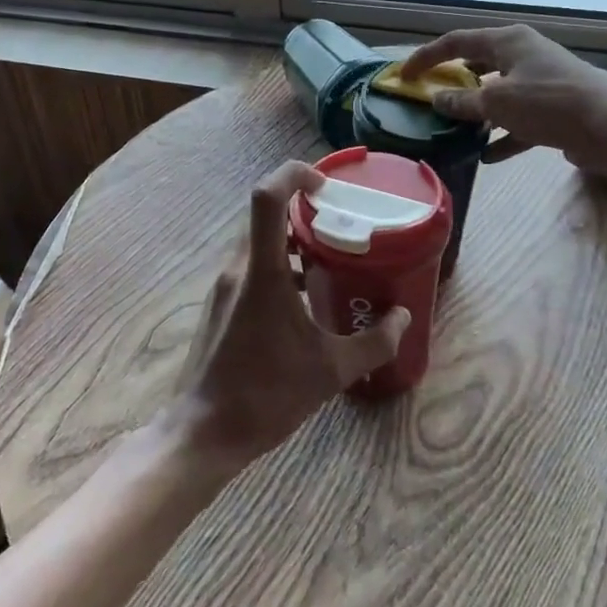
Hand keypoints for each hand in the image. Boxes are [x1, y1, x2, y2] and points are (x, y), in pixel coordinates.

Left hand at [170, 161, 409, 470]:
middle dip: (302, 208)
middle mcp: (238, 269)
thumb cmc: (266, 395)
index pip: (267, 197)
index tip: (325, 185)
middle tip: (339, 221)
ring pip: (258, 241)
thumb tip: (402, 318)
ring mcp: (224, 286)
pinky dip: (279, 265)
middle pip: (265, 215)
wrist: (203, 433)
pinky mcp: (221, 305)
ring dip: (291, 240)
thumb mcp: (331, 371)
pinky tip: (304, 296)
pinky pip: (251, 266)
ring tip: (329, 258)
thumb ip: (374, 342)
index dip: (293, 174)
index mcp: (261, 272)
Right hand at [400, 24, 606, 178]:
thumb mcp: (497, 102)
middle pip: (479, 64)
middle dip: (453, 82)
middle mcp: (524, 55)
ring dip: (477, 111)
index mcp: (508, 41)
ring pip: (498, 94)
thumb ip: (462, 102)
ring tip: (454, 128)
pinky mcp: (555, 110)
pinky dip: (502, 135)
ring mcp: (541, 82)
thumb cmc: (550, 104)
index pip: (456, 42)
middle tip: (430, 98)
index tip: (403, 76)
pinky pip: (519, 121)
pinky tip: (487, 158)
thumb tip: (437, 99)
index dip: (426, 57)